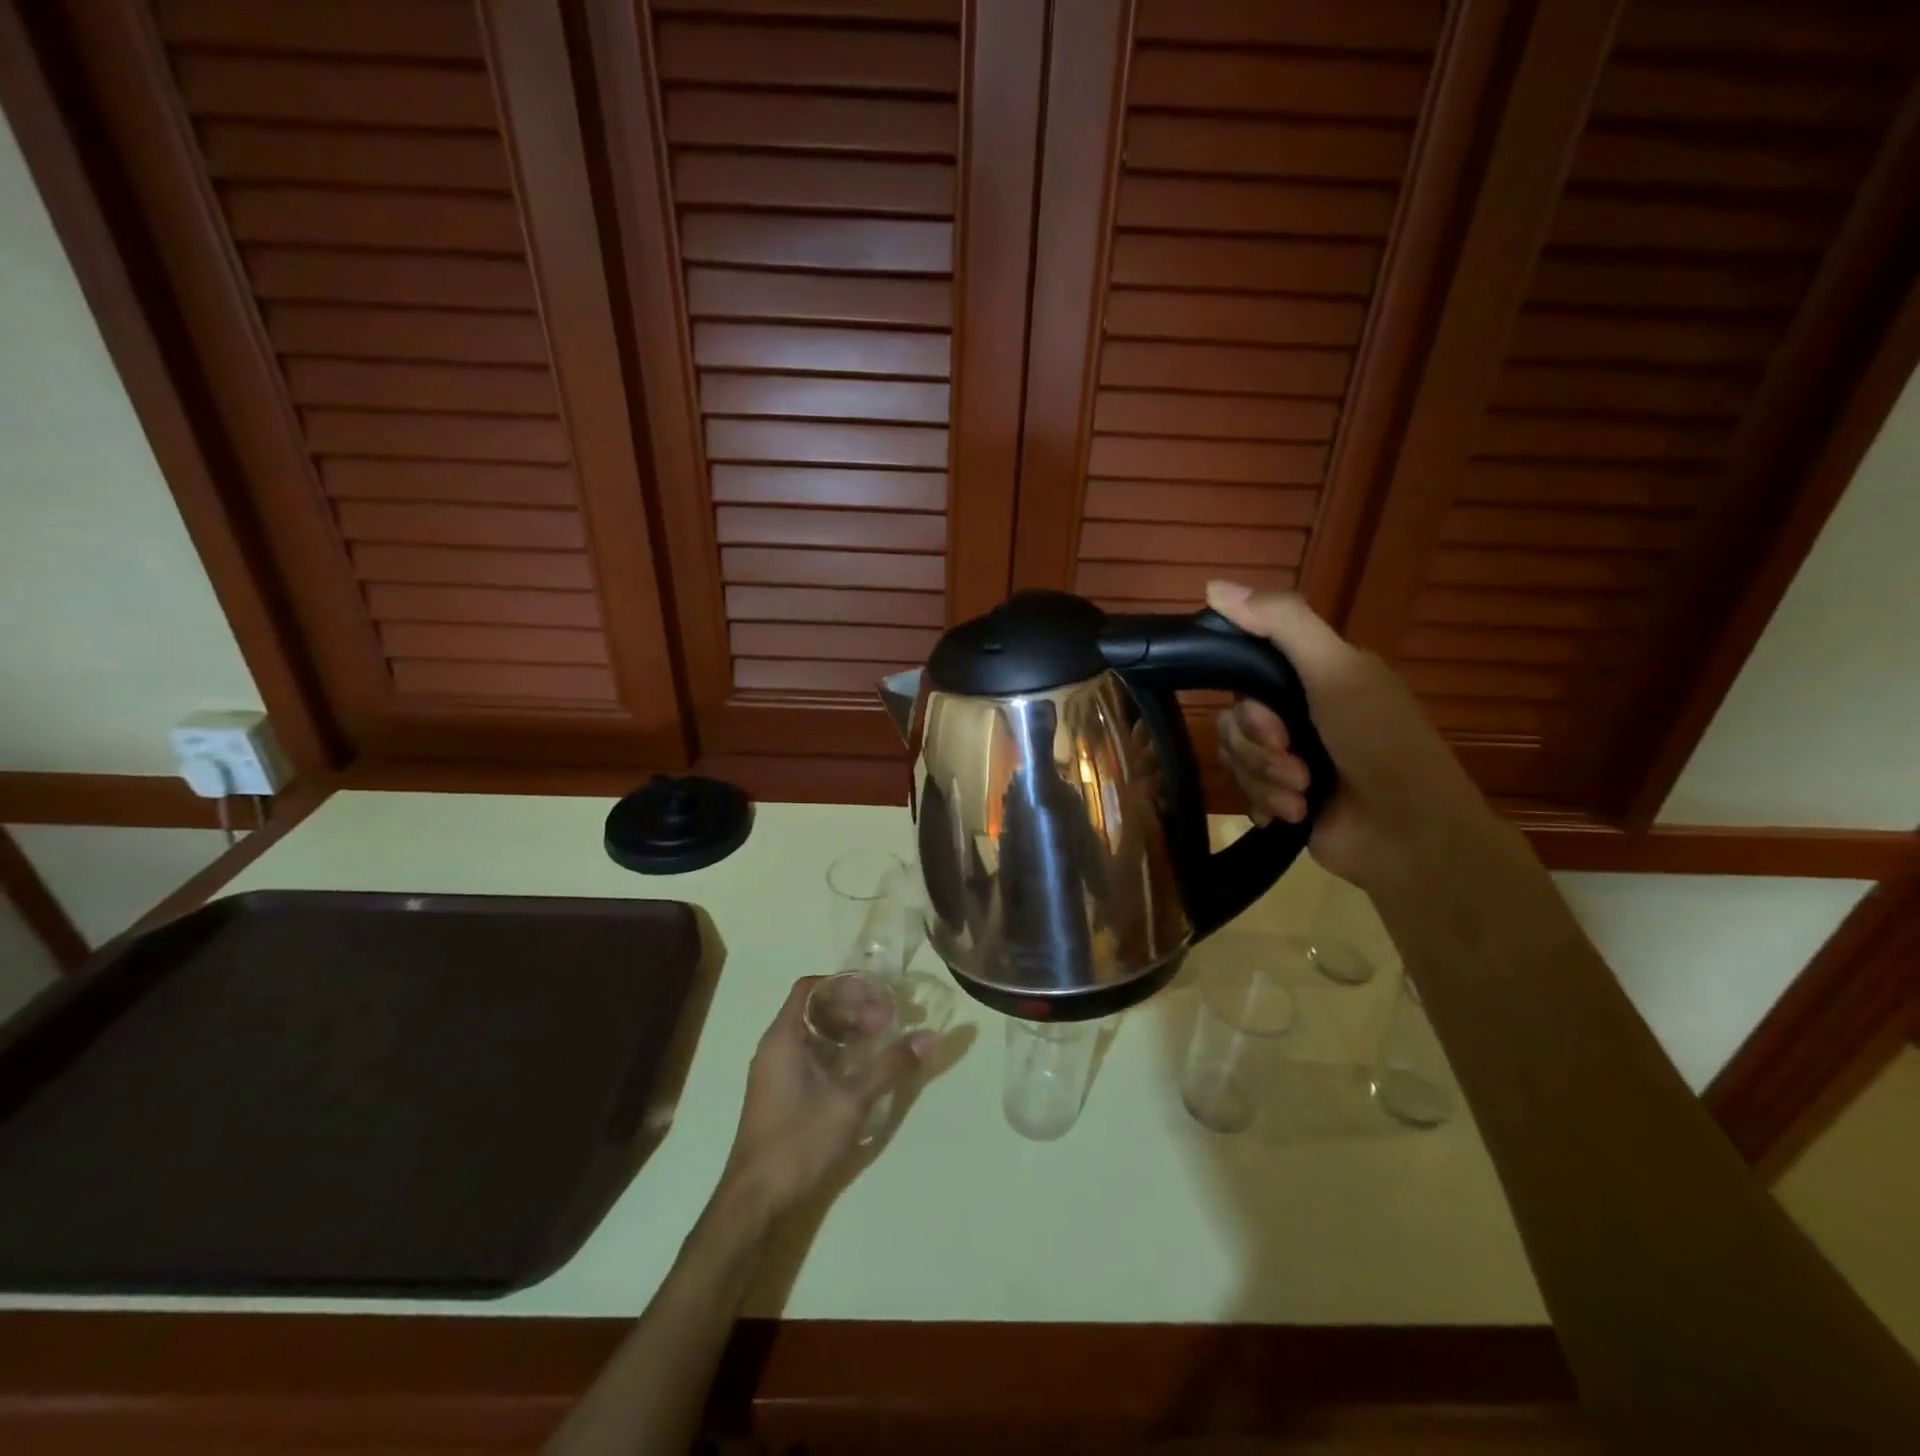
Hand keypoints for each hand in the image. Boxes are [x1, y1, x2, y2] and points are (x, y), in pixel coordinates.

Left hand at [718, 976, 931, 1222]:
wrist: (756, 1199)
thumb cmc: (799, 1140)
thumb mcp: (850, 1100)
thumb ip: (889, 1066)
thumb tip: (929, 1038)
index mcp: (784, 1037)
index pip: (811, 988)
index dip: (844, 986)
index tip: (877, 995)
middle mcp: (776, 1046)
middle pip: (815, 1009)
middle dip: (853, 1009)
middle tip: (888, 1020)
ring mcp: (776, 1071)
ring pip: (814, 1034)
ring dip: (847, 1031)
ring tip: (881, 1040)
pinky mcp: (782, 1093)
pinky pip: (811, 1056)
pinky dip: (837, 1052)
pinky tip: (862, 1068)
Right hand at [1205, 580, 1503, 892]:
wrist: (1411, 836)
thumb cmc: (1381, 745)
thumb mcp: (1338, 672)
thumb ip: (1282, 624)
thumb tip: (1213, 587)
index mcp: (1317, 678)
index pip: (1246, 676)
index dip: (1248, 705)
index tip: (1273, 724)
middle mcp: (1302, 715)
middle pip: (1235, 723)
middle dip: (1260, 750)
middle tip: (1296, 767)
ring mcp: (1292, 760)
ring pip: (1237, 759)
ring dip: (1265, 780)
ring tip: (1302, 797)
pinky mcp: (1285, 800)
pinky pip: (1244, 793)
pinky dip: (1265, 805)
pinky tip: (1292, 816)